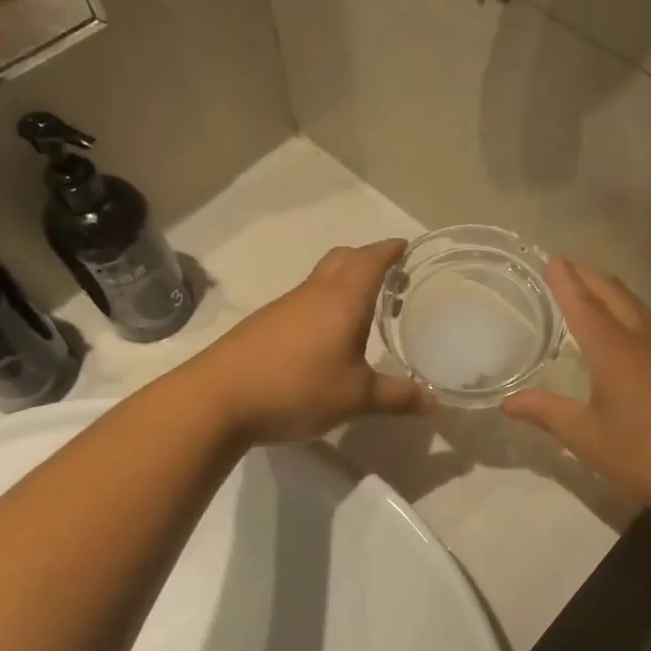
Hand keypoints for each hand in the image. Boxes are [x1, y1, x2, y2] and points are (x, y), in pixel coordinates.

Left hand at [199, 240, 430, 443]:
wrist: (216, 399)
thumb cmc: (296, 388)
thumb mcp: (355, 398)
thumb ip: (396, 397)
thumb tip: (433, 403)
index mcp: (342, 299)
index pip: (371, 259)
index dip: (390, 251)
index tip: (406, 247)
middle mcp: (314, 293)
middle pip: (344, 259)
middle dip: (369, 261)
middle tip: (392, 280)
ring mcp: (285, 307)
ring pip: (322, 280)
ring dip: (347, 284)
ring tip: (367, 312)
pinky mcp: (265, 324)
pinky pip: (305, 301)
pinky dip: (325, 305)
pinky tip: (328, 338)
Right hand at [503, 259, 650, 515]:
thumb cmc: (643, 453)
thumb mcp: (586, 436)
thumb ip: (547, 412)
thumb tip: (508, 402)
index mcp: (614, 350)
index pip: (584, 304)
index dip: (566, 281)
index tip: (552, 260)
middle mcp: (642, 339)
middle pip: (614, 294)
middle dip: (589, 276)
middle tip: (567, 267)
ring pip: (636, 306)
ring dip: (611, 291)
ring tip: (592, 290)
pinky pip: (649, 324)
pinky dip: (628, 312)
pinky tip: (623, 331)